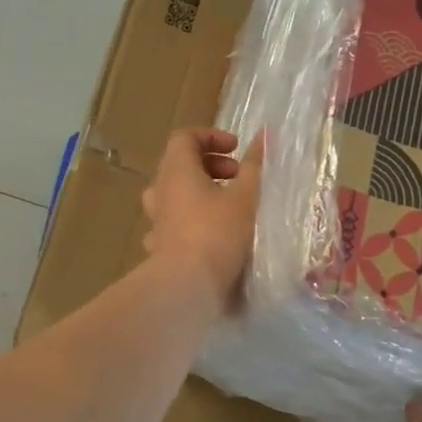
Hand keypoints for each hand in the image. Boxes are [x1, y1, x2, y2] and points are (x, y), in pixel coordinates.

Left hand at [141, 128, 262, 314]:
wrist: (188, 286)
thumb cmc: (218, 233)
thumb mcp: (246, 196)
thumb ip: (255, 165)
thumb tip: (264, 135)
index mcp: (176, 171)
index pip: (184, 138)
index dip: (211, 136)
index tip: (236, 149)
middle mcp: (160, 193)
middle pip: (178, 166)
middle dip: (210, 166)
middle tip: (238, 178)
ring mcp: (157, 222)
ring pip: (174, 197)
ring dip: (200, 195)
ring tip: (227, 207)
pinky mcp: (160, 249)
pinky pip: (174, 226)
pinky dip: (192, 224)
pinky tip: (211, 236)